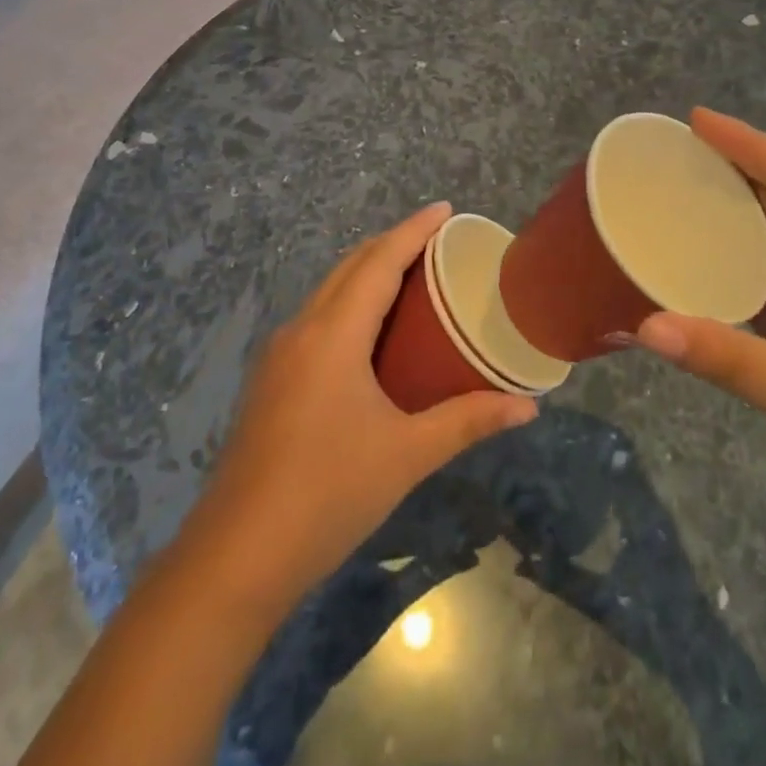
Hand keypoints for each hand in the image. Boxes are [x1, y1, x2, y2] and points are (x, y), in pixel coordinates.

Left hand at [184, 203, 537, 612]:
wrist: (236, 556)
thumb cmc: (328, 493)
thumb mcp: (407, 455)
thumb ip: (468, 421)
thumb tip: (528, 407)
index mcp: (334, 333)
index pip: (379, 261)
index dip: (414, 230)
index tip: (445, 209)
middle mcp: (302, 329)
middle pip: (350, 266)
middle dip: (392, 244)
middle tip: (437, 241)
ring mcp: (279, 355)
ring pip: (329, 290)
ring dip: (367, 272)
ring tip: (410, 275)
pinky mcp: (271, 380)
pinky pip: (317, 317)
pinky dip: (350, 302)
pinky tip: (370, 331)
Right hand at [634, 108, 765, 542]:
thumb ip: (724, 356)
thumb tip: (644, 325)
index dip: (750, 144)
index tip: (697, 122)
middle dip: (736, 166)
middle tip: (675, 152)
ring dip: (732, 210)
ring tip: (677, 194)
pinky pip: (764, 277)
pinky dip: (729, 259)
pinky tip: (695, 264)